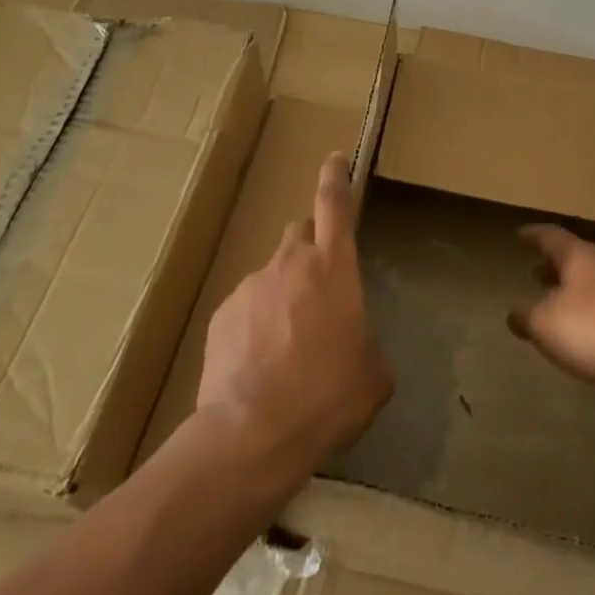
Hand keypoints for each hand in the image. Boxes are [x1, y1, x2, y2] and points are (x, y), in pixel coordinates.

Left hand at [196, 152, 392, 480]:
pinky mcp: (222, 315)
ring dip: (283, 297)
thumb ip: (366, 341)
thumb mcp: (372, 373)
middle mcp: (291, 263)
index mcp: (334, 267)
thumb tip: (354, 345)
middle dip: (312, 251)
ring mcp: (251, 286)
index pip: (335, 204)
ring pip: (273, 277)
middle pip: (301, 235)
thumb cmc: (328, 397)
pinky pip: (246, 309)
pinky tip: (258, 366)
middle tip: (318, 290)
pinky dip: (255, 325)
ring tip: (286, 348)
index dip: (336, 177)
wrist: (253, 435)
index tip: (334, 159)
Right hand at [507, 224, 594, 391]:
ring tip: (558, 305)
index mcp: (579, 256)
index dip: (534, 235)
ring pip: (594, 283)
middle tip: (535, 271)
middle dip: (554, 266)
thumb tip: (514, 314)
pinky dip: (593, 315)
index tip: (521, 234)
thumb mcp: (548, 324)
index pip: (551, 236)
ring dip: (574, 291)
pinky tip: (587, 335)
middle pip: (576, 259)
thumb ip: (528, 317)